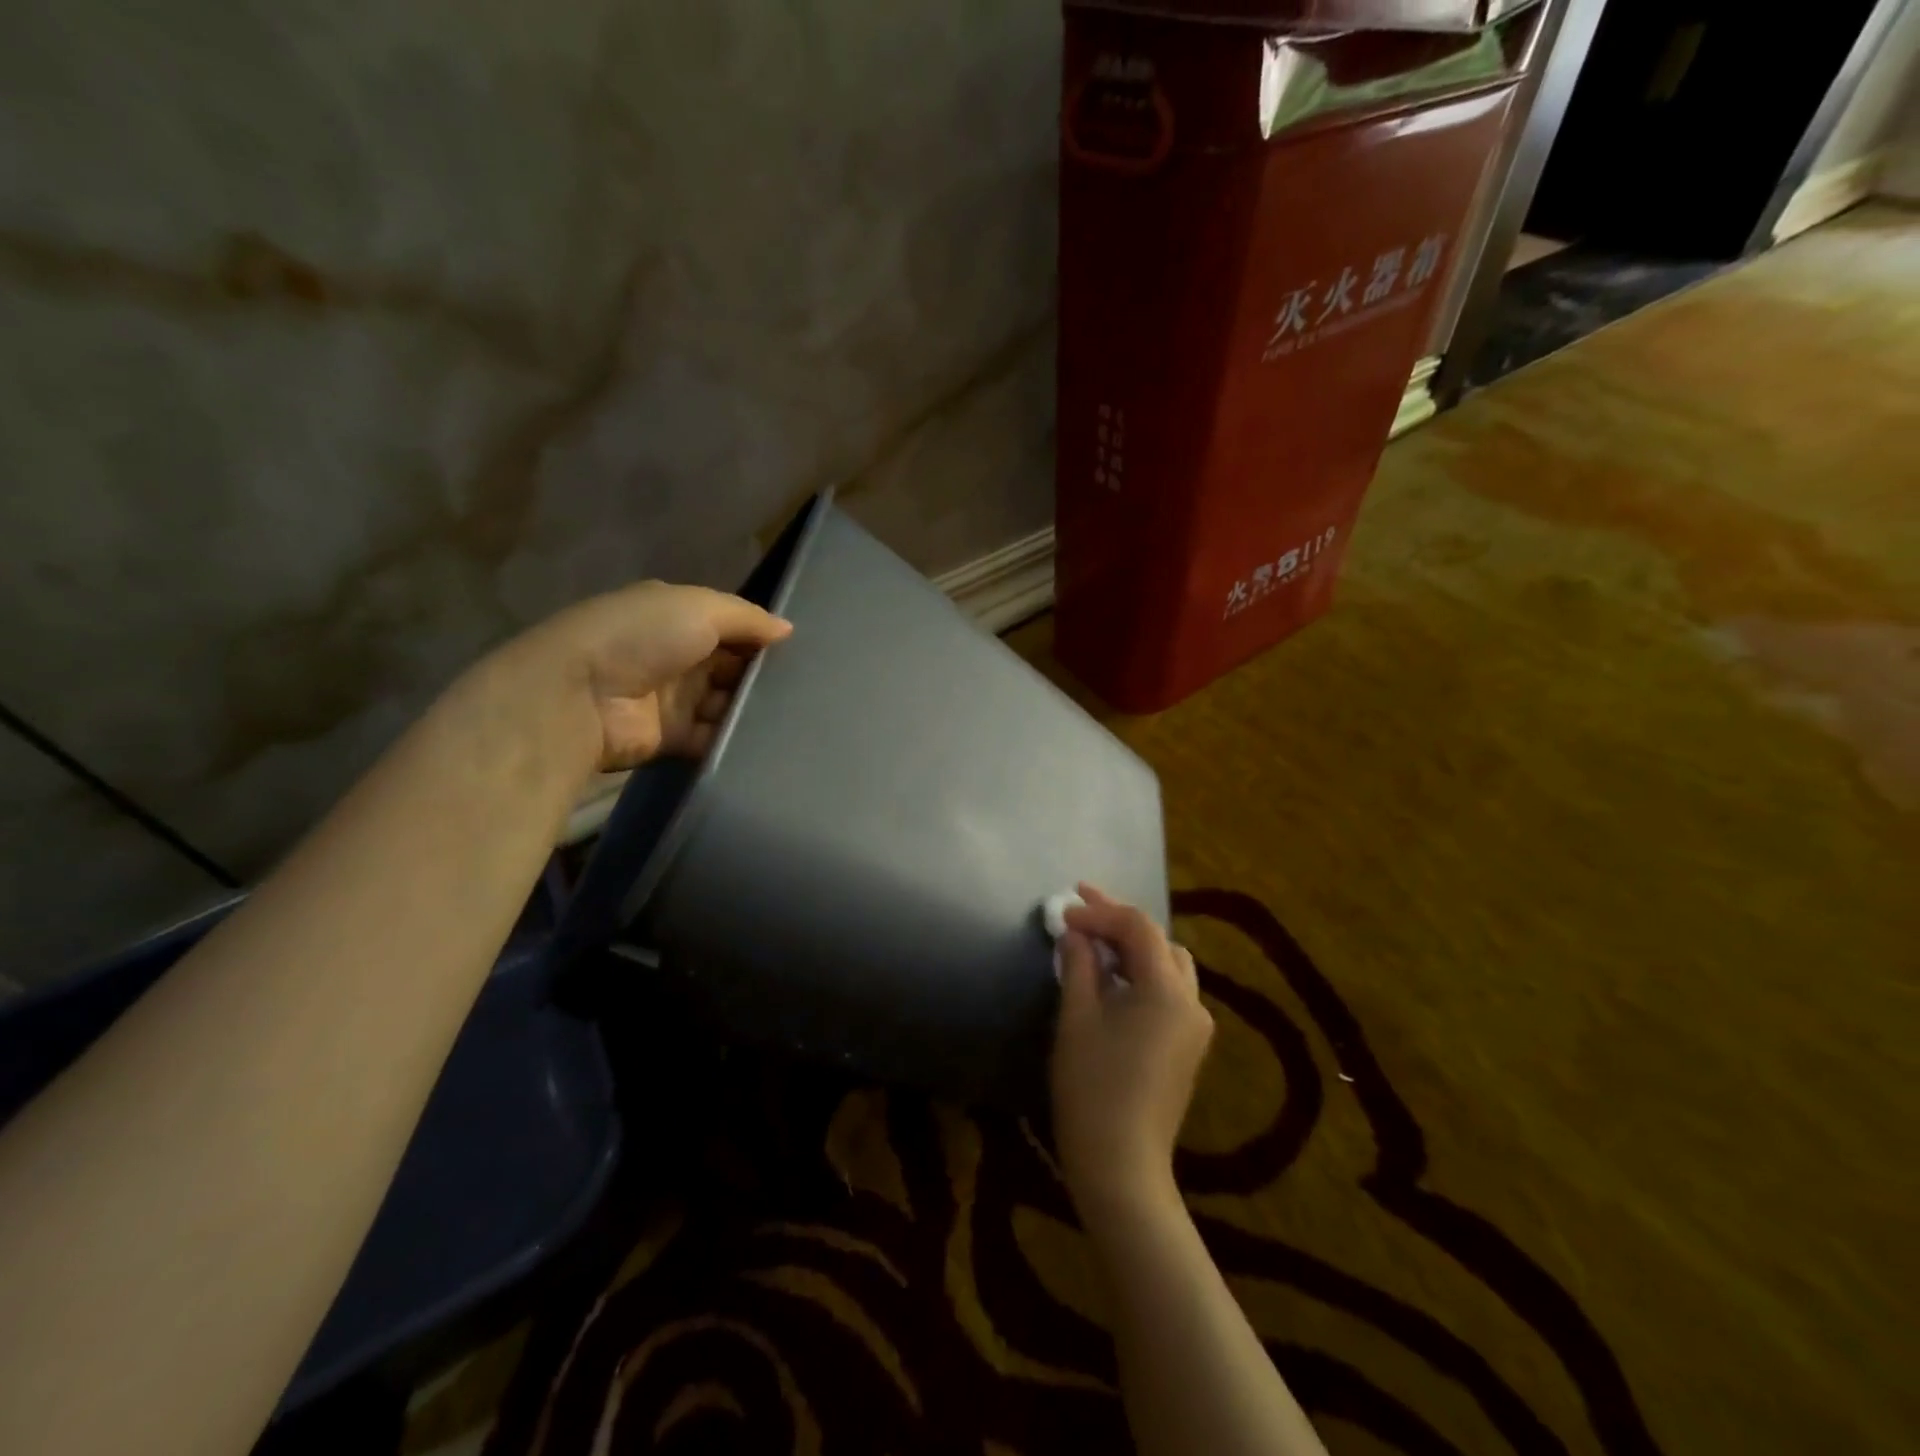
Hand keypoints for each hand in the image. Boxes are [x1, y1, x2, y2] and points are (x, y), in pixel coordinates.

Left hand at [508, 581, 791, 770]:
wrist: (581, 696)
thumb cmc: (642, 637)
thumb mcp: (699, 607)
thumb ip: (747, 618)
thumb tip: (788, 629)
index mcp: (677, 618)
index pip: (731, 627)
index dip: (761, 637)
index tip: (800, 652)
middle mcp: (678, 656)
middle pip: (732, 667)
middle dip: (763, 676)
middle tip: (807, 689)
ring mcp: (674, 699)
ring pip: (727, 704)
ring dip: (753, 709)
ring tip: (797, 717)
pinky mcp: (673, 738)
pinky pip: (714, 738)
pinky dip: (736, 740)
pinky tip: (769, 742)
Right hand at [1050, 885, 1213, 1223]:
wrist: (1121, 1165)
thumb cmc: (1092, 1087)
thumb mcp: (1077, 1017)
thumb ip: (1079, 965)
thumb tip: (1075, 933)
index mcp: (1167, 990)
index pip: (1139, 927)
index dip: (1100, 911)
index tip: (1062, 911)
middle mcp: (1191, 1001)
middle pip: (1159, 941)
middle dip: (1118, 921)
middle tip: (1080, 907)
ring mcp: (1194, 1027)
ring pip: (1167, 965)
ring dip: (1132, 946)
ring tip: (1094, 939)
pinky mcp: (1187, 1047)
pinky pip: (1168, 992)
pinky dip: (1141, 974)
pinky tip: (1111, 978)